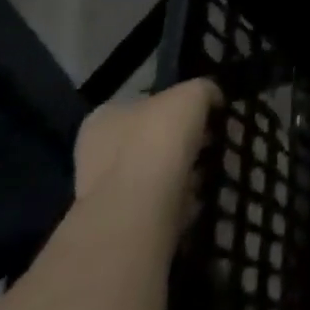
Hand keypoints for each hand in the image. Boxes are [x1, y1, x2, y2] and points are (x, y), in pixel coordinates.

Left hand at [74, 79, 220, 232]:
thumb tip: (212, 99)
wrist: (141, 204)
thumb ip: (204, 90)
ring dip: (181, 170)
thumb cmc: (159, 136)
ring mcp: (106, 189)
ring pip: (154, 171)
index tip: (203, 115)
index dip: (176, 106)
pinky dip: (179, 196)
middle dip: (180, 140)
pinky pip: (159, 199)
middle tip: (210, 142)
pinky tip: (198, 193)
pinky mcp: (123, 219)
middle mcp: (96, 151)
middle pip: (149, 138)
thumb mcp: (193, 93)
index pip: (143, 103)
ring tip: (209, 169)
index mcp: (105, 116)